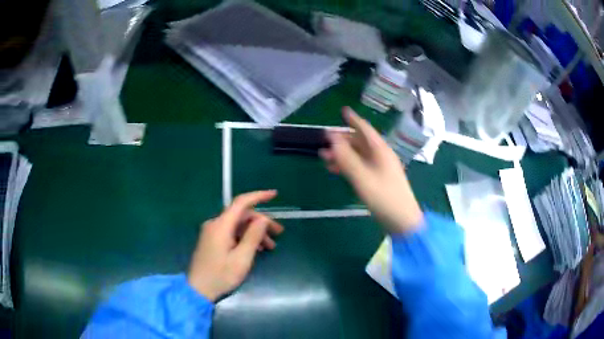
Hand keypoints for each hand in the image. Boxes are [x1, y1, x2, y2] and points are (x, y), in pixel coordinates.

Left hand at [188, 191, 283, 301]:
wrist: (197, 290)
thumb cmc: (221, 276)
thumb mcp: (242, 258)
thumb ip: (253, 236)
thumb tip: (263, 219)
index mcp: (221, 226)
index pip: (241, 203)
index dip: (258, 196)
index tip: (275, 195)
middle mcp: (215, 224)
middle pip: (241, 216)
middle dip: (261, 222)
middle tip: (279, 233)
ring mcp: (212, 232)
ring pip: (237, 225)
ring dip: (254, 232)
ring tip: (270, 246)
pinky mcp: (212, 240)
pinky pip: (231, 233)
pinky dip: (245, 238)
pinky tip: (256, 249)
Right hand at [320, 107, 423, 232]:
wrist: (402, 220)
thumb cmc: (384, 197)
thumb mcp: (362, 178)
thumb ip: (346, 158)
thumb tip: (332, 139)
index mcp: (380, 151)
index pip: (365, 129)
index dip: (353, 119)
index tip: (343, 110)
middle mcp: (380, 156)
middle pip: (360, 142)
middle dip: (342, 140)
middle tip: (324, 140)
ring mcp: (379, 168)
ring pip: (358, 155)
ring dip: (342, 154)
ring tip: (323, 157)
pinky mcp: (377, 180)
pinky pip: (360, 167)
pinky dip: (347, 166)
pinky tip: (335, 170)